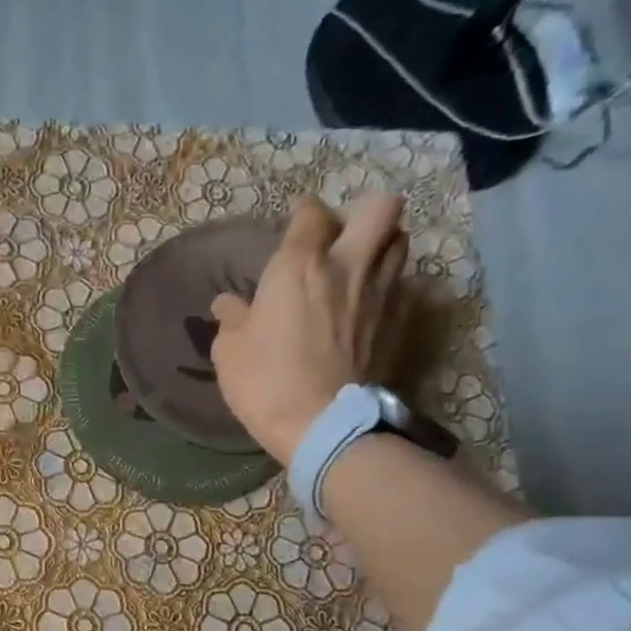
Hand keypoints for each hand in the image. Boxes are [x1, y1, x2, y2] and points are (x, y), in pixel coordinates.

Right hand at [210, 194, 410, 461]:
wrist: (323, 422)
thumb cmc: (265, 381)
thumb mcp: (229, 351)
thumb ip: (232, 319)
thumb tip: (228, 303)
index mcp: (299, 266)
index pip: (311, 215)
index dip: (303, 212)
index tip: (294, 219)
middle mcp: (348, 265)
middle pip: (379, 208)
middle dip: (361, 213)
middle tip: (339, 236)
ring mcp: (381, 291)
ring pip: (399, 241)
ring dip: (380, 245)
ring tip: (358, 267)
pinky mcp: (399, 320)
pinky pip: (403, 285)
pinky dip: (388, 286)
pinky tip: (368, 305)